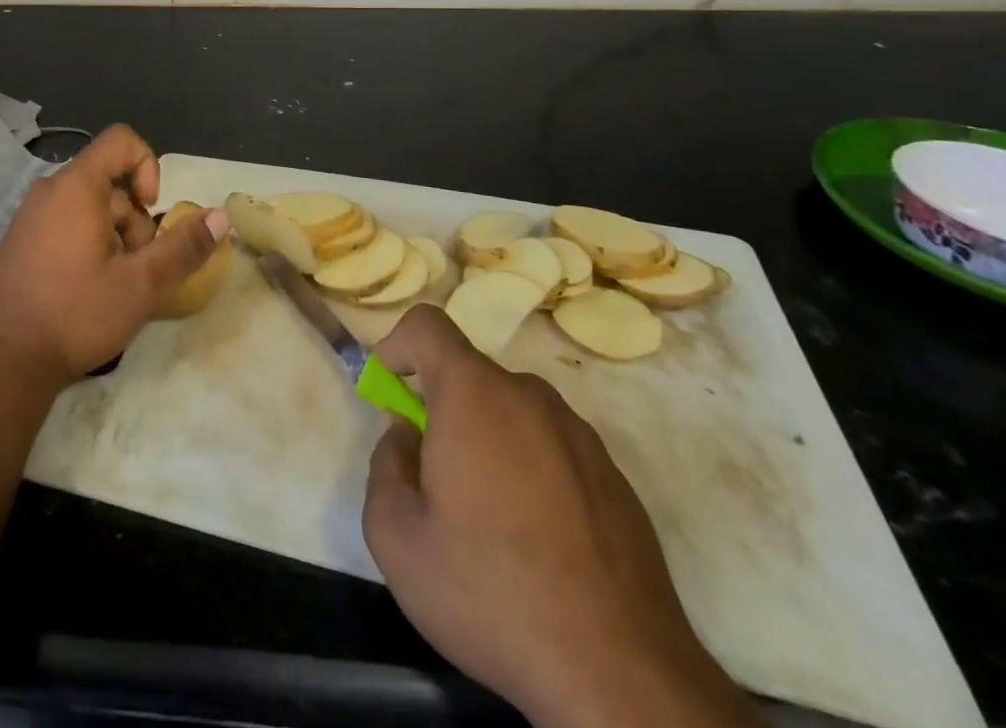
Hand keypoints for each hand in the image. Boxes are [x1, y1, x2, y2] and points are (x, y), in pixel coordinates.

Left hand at [0, 125, 227, 387]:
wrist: (6, 362)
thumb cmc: (76, 314)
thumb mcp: (142, 284)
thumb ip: (183, 247)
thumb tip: (221, 216)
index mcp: (76, 186)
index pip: (122, 141)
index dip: (148, 167)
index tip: (152, 212)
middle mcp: (49, 190)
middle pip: (111, 183)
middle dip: (134, 221)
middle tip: (133, 269)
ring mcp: (29, 216)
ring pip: (91, 208)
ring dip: (113, 238)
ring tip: (111, 285)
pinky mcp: (20, 242)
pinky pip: (66, 224)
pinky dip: (87, 245)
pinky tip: (85, 290)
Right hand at [362, 307, 756, 727]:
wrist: (620, 678)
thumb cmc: (492, 594)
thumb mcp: (397, 539)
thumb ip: (384, 467)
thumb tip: (405, 439)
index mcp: (473, 394)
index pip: (427, 326)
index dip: (396, 345)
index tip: (387, 392)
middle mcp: (529, 397)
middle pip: (469, 375)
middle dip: (440, 408)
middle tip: (432, 476)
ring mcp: (580, 435)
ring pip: (512, 412)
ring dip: (486, 440)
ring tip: (485, 518)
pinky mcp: (615, 478)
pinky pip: (552, 449)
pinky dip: (530, 470)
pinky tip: (535, 542)